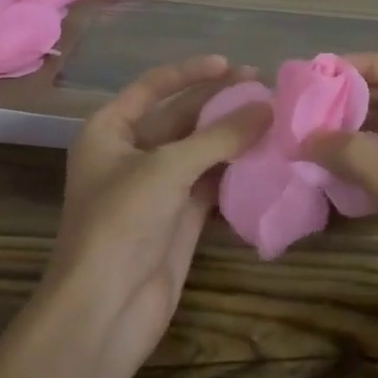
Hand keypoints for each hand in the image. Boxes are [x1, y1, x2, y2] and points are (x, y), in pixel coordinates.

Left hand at [43, 54, 270, 371]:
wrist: (104, 313)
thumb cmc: (121, 223)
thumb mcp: (168, 168)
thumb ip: (220, 135)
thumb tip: (268, 106)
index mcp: (110, 130)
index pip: (153, 87)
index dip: (191, 72)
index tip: (230, 63)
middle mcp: (131, 153)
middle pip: (181, 116)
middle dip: (220, 101)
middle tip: (266, 87)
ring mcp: (157, 187)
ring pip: (201, 148)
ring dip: (233, 134)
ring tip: (274, 115)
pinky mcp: (179, 217)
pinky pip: (212, 180)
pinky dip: (236, 167)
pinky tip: (267, 153)